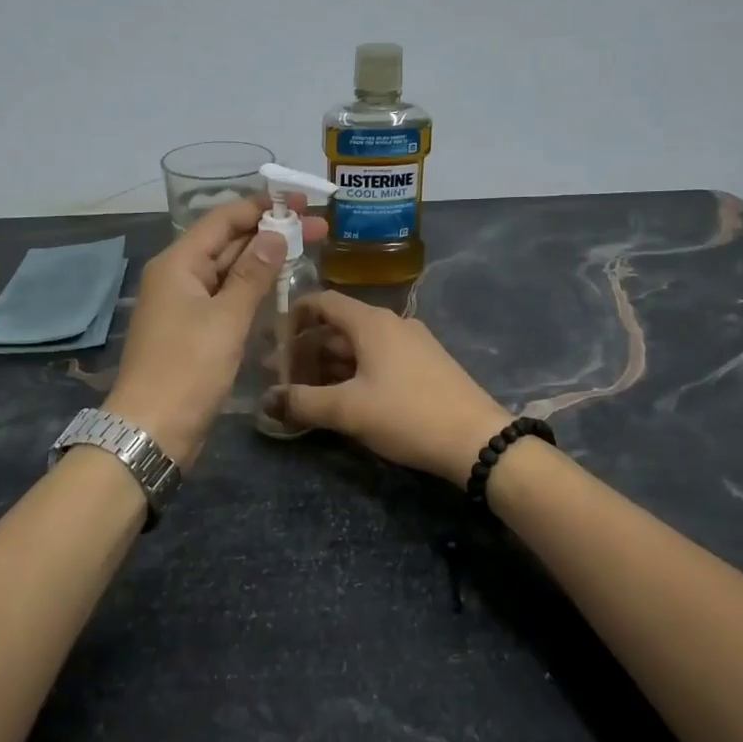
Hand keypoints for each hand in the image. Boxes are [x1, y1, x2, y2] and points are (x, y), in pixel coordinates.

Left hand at [104, 196, 326, 467]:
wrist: (153, 429)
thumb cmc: (188, 369)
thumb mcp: (226, 318)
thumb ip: (252, 274)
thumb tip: (275, 234)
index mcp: (178, 264)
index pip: (223, 220)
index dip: (263, 208)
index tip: (302, 203)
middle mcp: (178, 276)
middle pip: (227, 243)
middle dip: (271, 233)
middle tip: (319, 229)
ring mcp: (184, 304)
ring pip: (228, 271)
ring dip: (263, 261)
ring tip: (307, 251)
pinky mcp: (193, 330)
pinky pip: (225, 297)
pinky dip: (251, 289)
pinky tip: (279, 287)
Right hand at [263, 293, 512, 481]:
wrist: (476, 440)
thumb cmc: (407, 414)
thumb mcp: (348, 410)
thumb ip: (302, 402)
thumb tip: (266, 401)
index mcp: (372, 322)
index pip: (323, 301)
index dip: (293, 315)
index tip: (270, 337)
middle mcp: (392, 324)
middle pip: (338, 326)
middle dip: (306, 348)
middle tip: (278, 375)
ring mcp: (412, 345)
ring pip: (358, 346)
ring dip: (328, 364)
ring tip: (303, 390)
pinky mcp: (425, 366)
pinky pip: (378, 360)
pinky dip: (353, 372)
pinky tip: (341, 398)